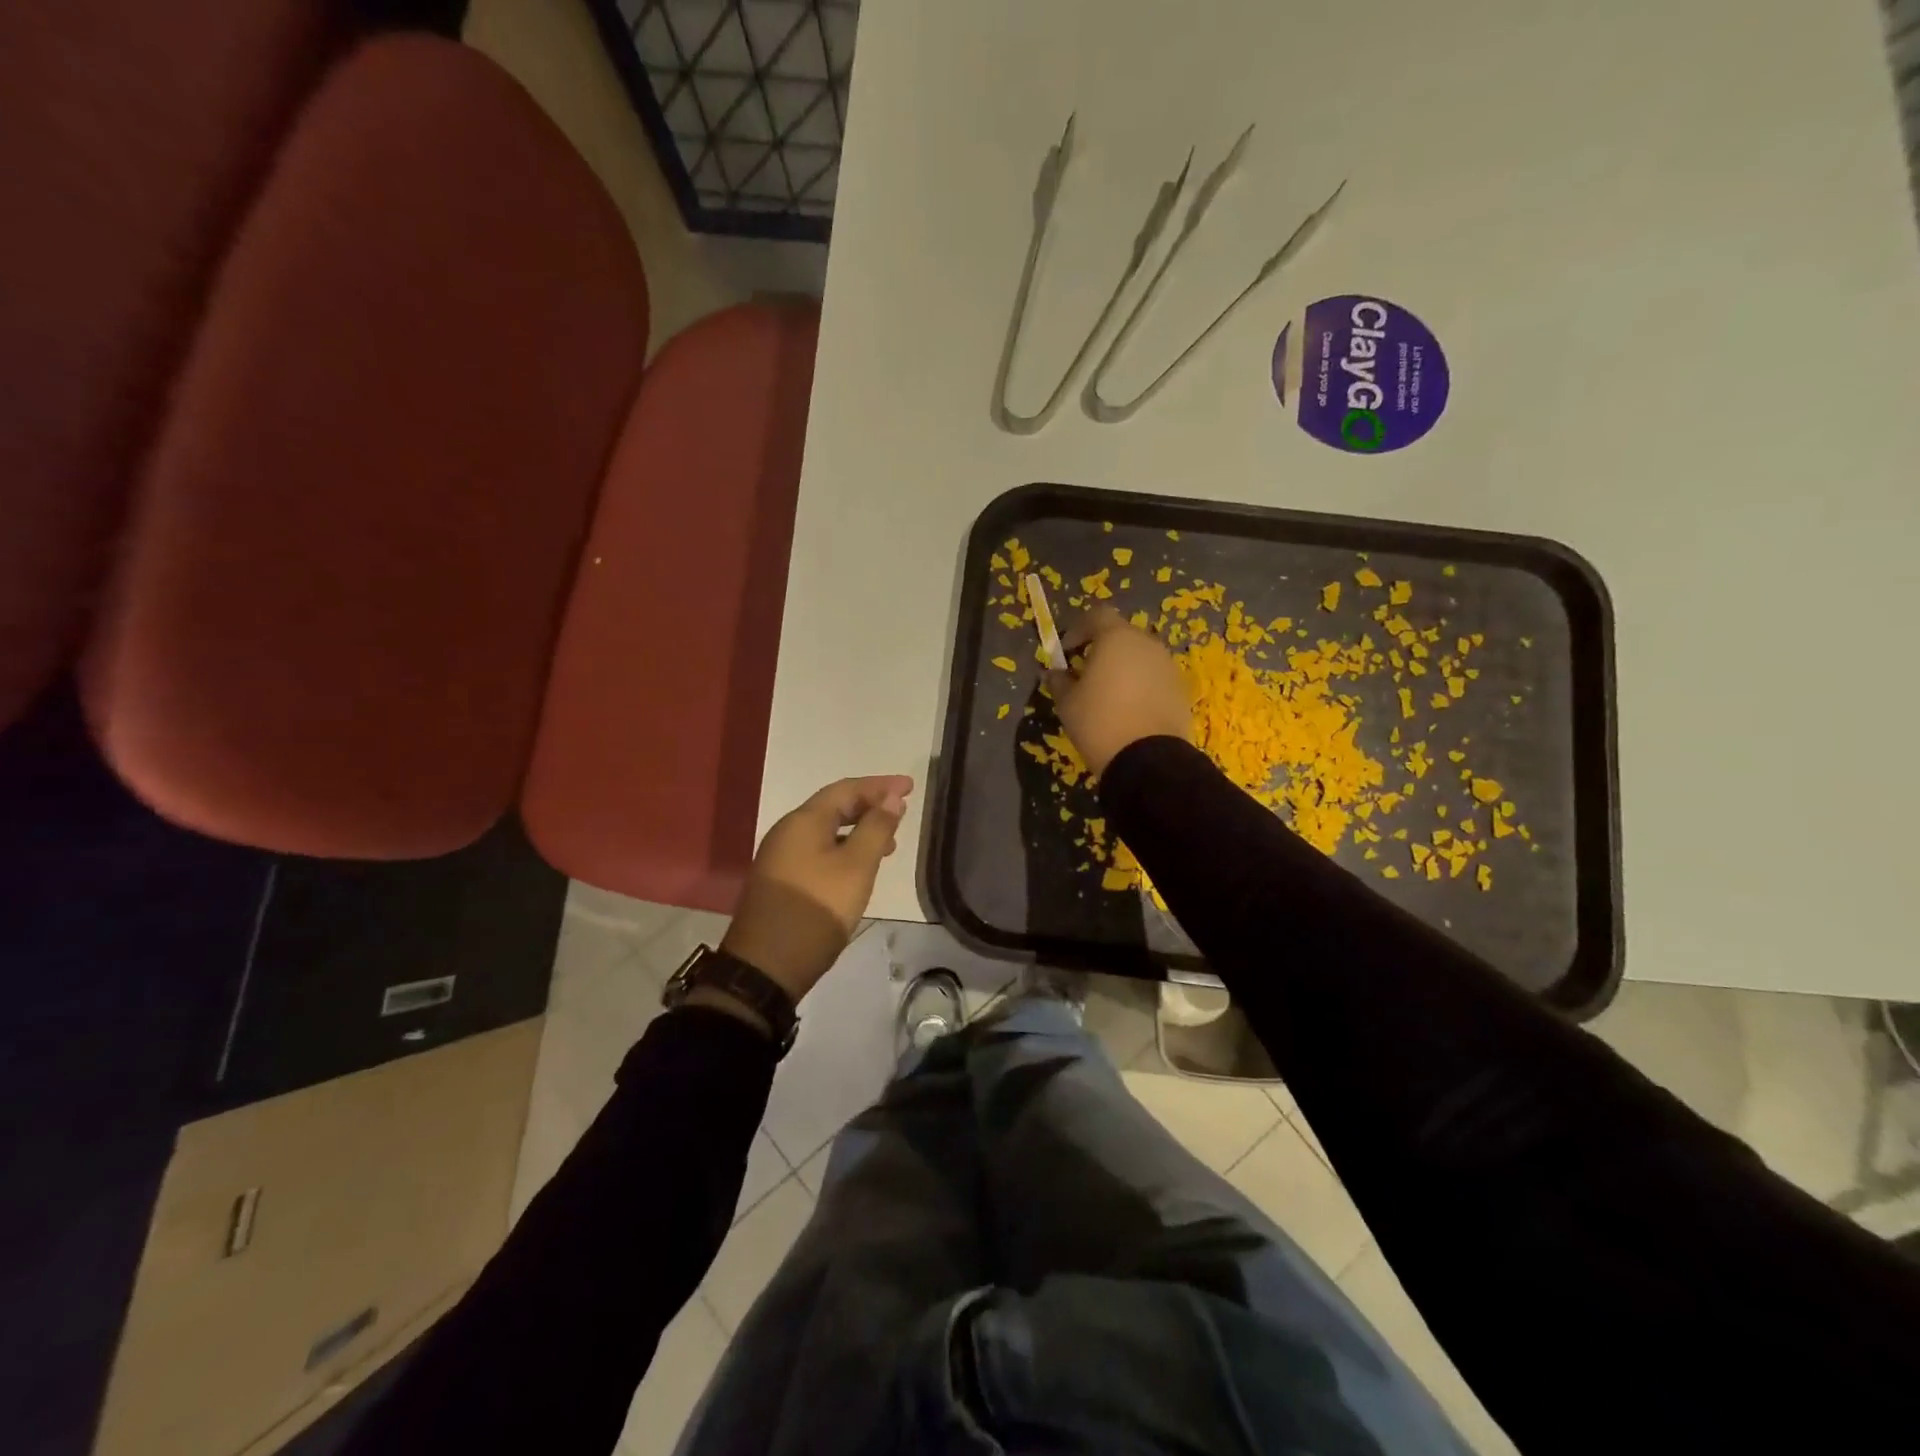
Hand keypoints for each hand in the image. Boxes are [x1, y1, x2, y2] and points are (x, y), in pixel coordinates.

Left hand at [721, 774, 913, 1002]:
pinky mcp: (781, 882)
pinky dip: (843, 849)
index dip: (880, 785)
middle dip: (869, 805)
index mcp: (803, 822)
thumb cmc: (816, 910)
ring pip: (826, 831)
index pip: (846, 789)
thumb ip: (876, 829)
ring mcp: (780, 858)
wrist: (764, 968)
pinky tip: (859, 869)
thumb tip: (892, 798)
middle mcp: (787, 832)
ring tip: (890, 843)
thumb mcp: (856, 868)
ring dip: (858, 830)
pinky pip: (818, 851)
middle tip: (902, 810)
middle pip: (833, 807)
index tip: (910, 786)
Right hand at [1046, 606, 1192, 775]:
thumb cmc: (1099, 722)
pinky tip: (1128, 710)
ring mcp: (1168, 666)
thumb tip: (1054, 673)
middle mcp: (1147, 644)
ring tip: (1107, 694)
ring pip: (1140, 657)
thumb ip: (1059, 681)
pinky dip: (1140, 685)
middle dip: (1101, 649)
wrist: (1148, 760)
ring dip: (1122, 667)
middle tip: (1084, 673)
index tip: (1066, 652)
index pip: (1096, 616)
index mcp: (1117, 638)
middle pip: (1121, 635)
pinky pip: (1154, 678)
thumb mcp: (1067, 702)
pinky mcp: (1180, 690)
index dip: (1078, 630)